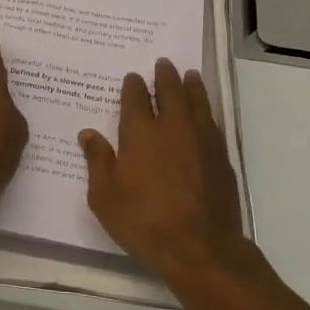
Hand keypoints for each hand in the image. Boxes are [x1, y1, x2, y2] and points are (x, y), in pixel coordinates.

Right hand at [80, 59, 271, 291]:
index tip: (133, 77)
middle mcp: (172, 127)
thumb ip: (97, 161)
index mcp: (140, 132)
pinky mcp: (221, 157)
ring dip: (192, 86)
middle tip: (164, 63)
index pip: (136, 98)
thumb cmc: (143, 221)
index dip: (133, 85)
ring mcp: (201, 140)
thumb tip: (88, 134)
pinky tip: (205, 113)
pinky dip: (206, 110)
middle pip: (171, 91)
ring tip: (190, 75)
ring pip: (197, 102)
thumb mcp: (104, 197)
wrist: (199, 246)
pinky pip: (212, 122)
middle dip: (165, 75)